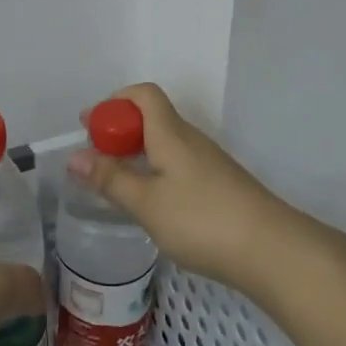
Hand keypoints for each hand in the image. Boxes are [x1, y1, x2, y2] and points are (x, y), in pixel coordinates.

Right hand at [66, 83, 297, 288]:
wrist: (273, 251)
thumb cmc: (202, 220)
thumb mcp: (146, 203)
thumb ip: (109, 179)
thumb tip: (73, 156)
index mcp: (170, 133)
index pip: (143, 94)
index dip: (114, 102)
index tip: (91, 128)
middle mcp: (190, 139)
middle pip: (151, 117)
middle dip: (119, 131)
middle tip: (95, 160)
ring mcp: (208, 163)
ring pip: (164, 143)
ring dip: (136, 153)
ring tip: (116, 183)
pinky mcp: (219, 185)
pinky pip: (177, 163)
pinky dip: (155, 171)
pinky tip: (150, 202)